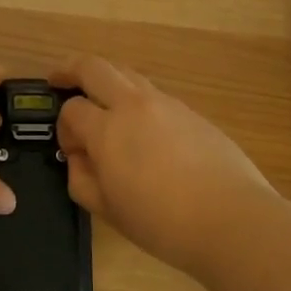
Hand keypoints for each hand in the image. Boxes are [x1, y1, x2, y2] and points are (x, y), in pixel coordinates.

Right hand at [53, 54, 274, 274]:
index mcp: (107, 130)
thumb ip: (82, 179)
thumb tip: (78, 157)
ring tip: (100, 98)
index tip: (71, 149)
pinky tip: (141, 125)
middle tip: (59, 79)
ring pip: (126, 73)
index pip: (72, 109)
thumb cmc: (163, 223)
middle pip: (94, 67)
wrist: (232, 219)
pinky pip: (153, 93)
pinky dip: (135, 97)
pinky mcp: (190, 111)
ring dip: (106, 78)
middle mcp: (133, 105)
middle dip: (71, 69)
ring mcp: (165, 103)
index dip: (64, 126)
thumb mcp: (109, 211)